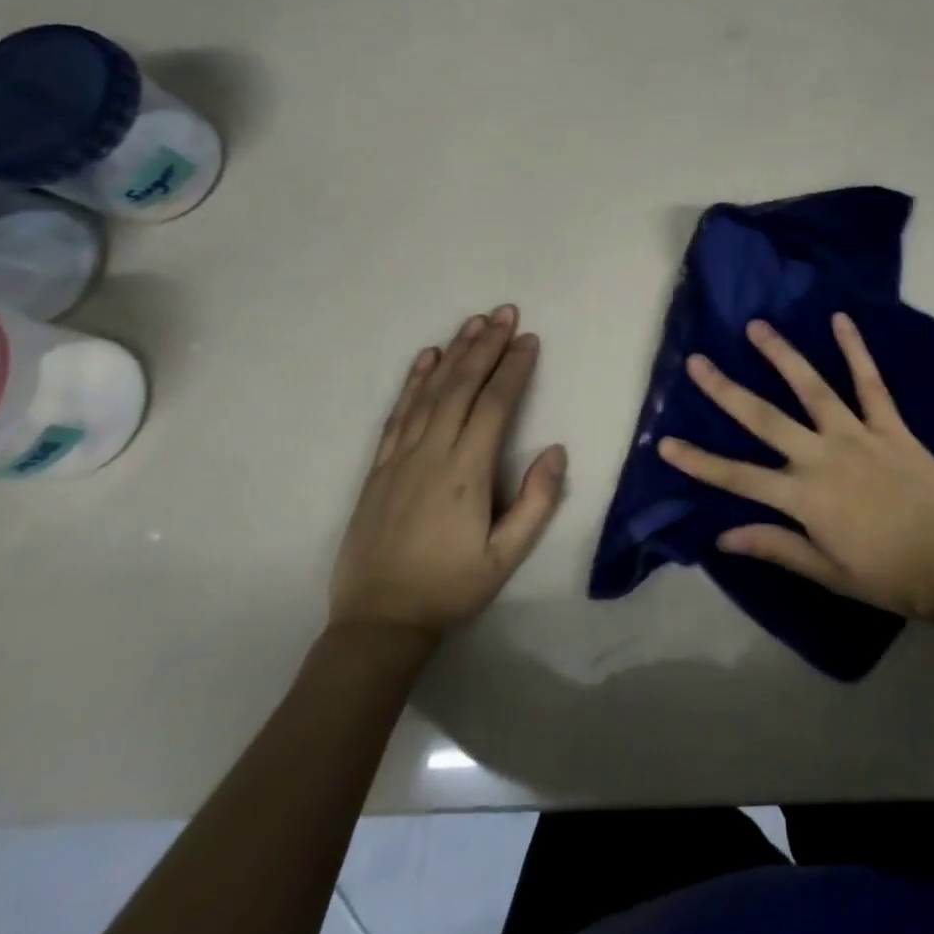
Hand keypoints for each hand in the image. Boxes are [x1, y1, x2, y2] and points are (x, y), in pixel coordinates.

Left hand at [330, 305, 566, 638]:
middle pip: (462, 386)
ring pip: (430, 392)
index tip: (529, 339)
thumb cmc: (451, 587)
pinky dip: (413, 381)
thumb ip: (536, 502)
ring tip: (474, 322)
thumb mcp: (506, 557)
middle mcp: (432, 453)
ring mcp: (401, 457)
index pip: (494, 405)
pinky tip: (426, 357)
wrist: (378, 621)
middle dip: (486, 346)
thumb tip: (556, 450)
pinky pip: (398, 413)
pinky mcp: (379, 467)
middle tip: (505, 312)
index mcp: (466, 473)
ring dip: (454, 353)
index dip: (513, 369)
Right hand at [658, 313, 933, 622]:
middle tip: (698, 361)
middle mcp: (823, 457)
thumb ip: (776, 546)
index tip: (665, 441)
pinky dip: (856, 349)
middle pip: (764, 419)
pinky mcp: (891, 425)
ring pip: (812, 388)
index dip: (700, 461)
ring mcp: (858, 435)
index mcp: (805, 498)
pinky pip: (871, 382)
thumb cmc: (891, 576)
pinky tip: (841, 319)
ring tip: (756, 327)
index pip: (738, 477)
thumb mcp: (828, 573)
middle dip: (726, 391)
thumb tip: (722, 535)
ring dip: (782, 355)